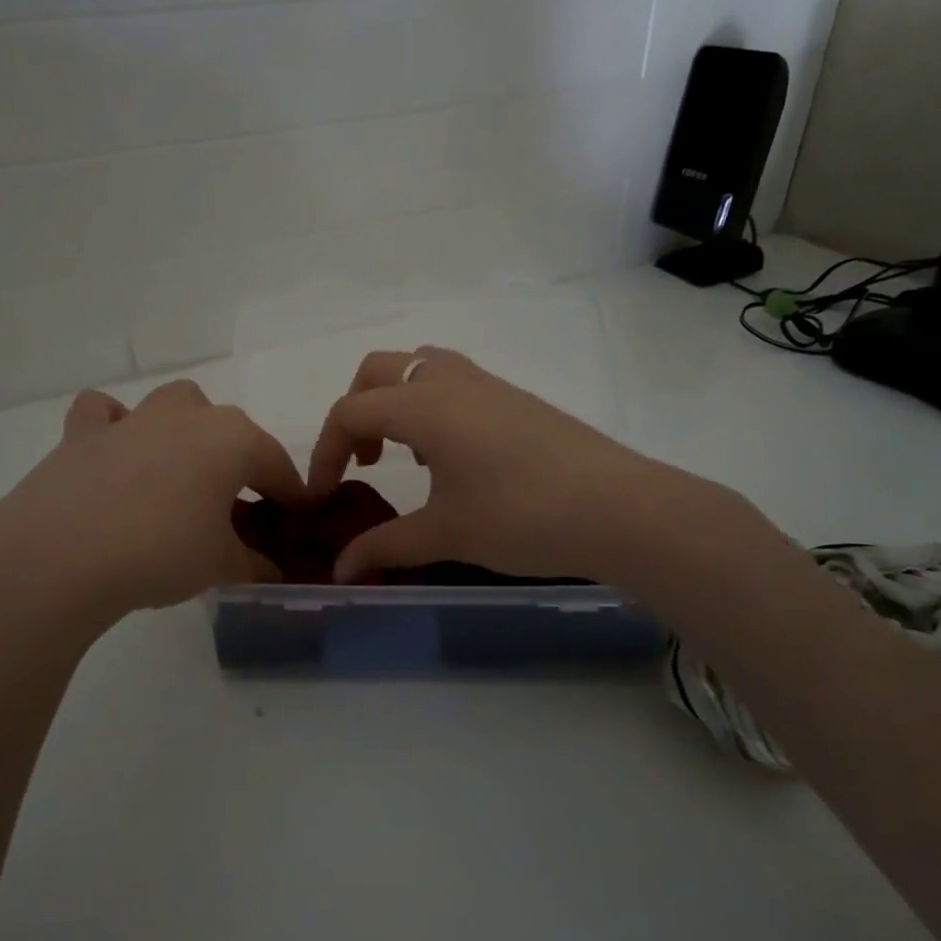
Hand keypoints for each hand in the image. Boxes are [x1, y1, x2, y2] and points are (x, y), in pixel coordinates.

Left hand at [0, 381, 304, 631]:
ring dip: (185, 430)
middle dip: (238, 458)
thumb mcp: (221, 565)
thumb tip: (272, 571)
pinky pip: (104, 414)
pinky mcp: (82, 434)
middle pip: (229, 428)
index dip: (291, 493)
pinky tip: (114, 455)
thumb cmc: (161, 553)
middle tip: (234, 504)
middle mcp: (187, 416)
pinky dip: (114, 427)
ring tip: (179, 474)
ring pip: (173, 405)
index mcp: (233, 439)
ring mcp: (133, 419)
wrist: (60, 557)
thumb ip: (254, 563)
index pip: (277, 465)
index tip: (298, 516)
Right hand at [308, 348, 768, 584]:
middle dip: (356, 411)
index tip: (324, 497)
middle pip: (377, 370)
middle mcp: (449, 380)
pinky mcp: (516, 398)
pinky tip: (453, 458)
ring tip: (408, 455)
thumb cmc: (521, 516)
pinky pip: (454, 382)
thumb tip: (340, 573)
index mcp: (422, 405)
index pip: (349, 412)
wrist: (617, 508)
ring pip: (420, 366)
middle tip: (364, 461)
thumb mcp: (446, 533)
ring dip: (396, 401)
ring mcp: (487, 384)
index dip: (325, 452)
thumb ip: (385, 547)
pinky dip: (432, 405)